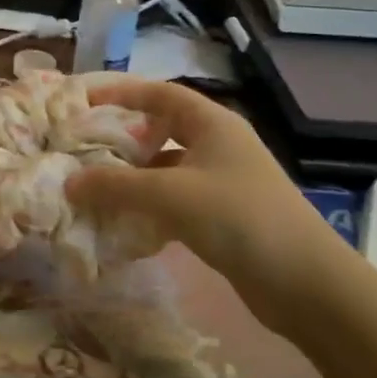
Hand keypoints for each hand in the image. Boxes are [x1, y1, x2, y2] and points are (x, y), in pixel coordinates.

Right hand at [64, 79, 345, 332]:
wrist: (307, 285)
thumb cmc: (239, 218)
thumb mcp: (171, 195)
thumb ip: (116, 185)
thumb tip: (69, 182)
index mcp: (213, 124)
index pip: (160, 94)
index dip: (121, 92)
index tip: (84, 101)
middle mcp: (218, 145)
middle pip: (160, 130)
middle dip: (122, 138)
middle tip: (82, 148)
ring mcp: (222, 182)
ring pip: (165, 169)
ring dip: (132, 178)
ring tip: (92, 187)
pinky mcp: (223, 217)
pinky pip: (174, 201)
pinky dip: (148, 207)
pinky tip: (123, 223)